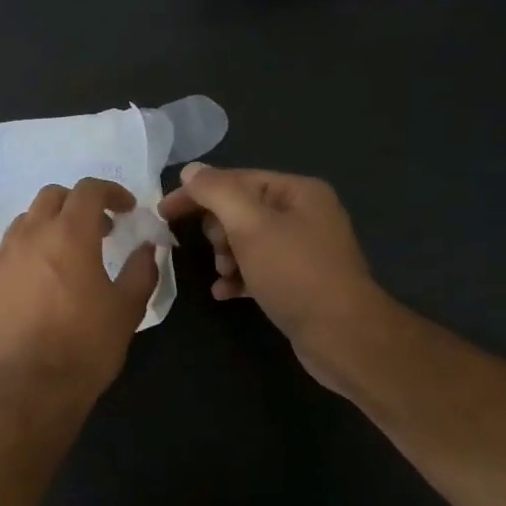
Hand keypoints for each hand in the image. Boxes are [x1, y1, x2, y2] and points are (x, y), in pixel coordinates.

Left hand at [0, 178, 162, 405]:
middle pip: (51, 197)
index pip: (88, 190)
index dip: (111, 192)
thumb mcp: (128, 308)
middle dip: (77, 204)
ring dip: (48, 227)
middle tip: (97, 230)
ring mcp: (1, 259)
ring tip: (65, 256)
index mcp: (69, 235)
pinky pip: (6, 255)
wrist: (32, 387)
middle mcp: (29, 236)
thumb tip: (148, 247)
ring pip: (24, 223)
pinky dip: (26, 256)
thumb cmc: (87, 345)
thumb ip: (142, 269)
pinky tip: (38, 286)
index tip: (126, 209)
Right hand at [158, 163, 389, 392]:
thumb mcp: (249, 226)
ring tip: (225, 274)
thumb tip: (191, 171)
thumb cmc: (294, 273)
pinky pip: (257, 269)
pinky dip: (237, 277)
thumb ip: (217, 193)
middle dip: (218, 231)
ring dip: (225, 256)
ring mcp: (302, 249)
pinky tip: (225, 292)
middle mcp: (303, 214)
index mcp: (297, 192)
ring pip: (245, 241)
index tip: (163, 212)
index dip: (196, 193)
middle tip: (218, 251)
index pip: (235, 179)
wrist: (342, 334)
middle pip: (240, 210)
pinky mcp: (298, 281)